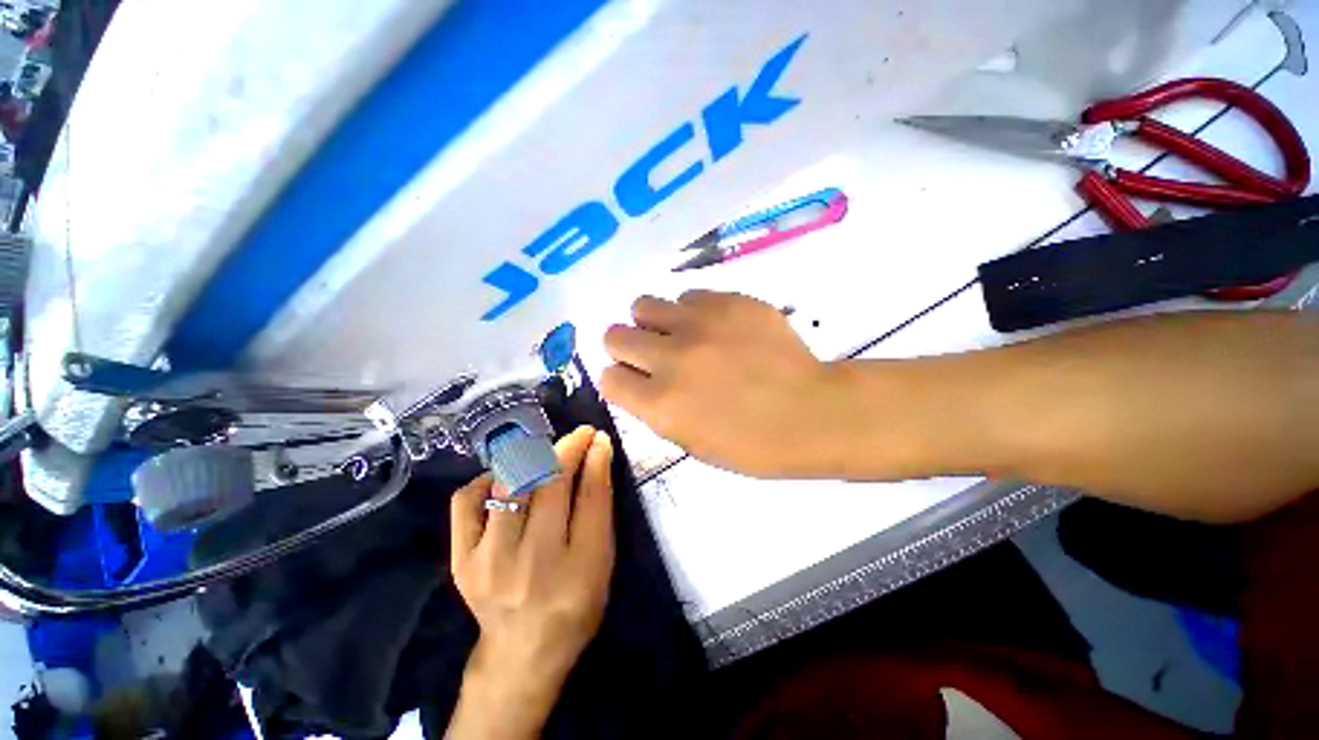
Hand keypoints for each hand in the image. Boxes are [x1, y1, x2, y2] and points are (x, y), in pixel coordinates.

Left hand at [447, 426, 614, 738]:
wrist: (521, 652)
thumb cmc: (575, 604)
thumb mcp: (601, 560)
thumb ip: (600, 505)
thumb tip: (599, 454)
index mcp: (578, 567)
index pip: (589, 496)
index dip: (594, 458)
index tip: (598, 437)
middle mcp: (531, 562)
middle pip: (550, 483)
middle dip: (568, 447)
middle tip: (579, 435)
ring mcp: (488, 560)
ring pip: (510, 483)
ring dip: (533, 455)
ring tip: (547, 451)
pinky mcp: (460, 559)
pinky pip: (466, 500)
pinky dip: (488, 479)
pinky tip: (506, 478)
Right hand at [601, 290, 850, 477]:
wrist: (811, 412)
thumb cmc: (752, 443)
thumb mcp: (690, 442)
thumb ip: (654, 409)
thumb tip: (637, 380)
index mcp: (659, 404)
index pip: (608, 378)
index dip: (619, 379)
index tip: (635, 380)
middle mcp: (670, 359)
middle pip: (614, 335)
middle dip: (626, 345)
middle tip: (652, 353)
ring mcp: (699, 325)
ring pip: (642, 305)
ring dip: (653, 322)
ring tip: (680, 334)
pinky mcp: (728, 302)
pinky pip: (688, 296)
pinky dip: (693, 312)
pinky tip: (716, 328)